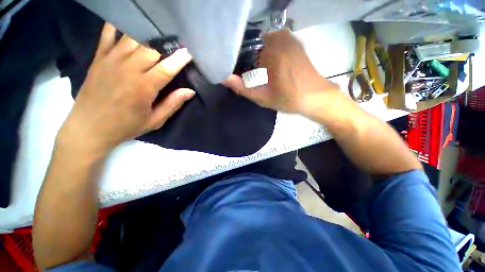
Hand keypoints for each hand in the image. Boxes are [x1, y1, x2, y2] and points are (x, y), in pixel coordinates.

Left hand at [58, 23, 194, 154]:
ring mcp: (111, 61)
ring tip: (158, 35)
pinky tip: (128, 23)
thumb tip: (190, 91)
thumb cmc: (125, 126)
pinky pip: (107, 35)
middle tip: (175, 45)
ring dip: (148, 36)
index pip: (166, 68)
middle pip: (151, 49)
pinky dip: (117, 26)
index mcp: (143, 87)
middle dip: (166, 46)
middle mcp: (128, 69)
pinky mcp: (98, 59)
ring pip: (133, 39)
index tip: (188, 53)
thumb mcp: (154, 121)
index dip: (179, 59)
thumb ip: (172, 104)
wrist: (88, 128)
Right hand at [223, 28, 339, 114]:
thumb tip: (224, 78)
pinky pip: (274, 41)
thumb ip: (243, 88)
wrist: (315, 96)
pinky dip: (268, 50)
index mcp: (272, 53)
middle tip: (252, 75)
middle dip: (249, 59)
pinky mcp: (294, 41)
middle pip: (253, 45)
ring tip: (261, 70)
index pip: (245, 51)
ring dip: (259, 54)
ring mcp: (289, 38)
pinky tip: (271, 64)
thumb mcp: (263, 98)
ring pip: (263, 42)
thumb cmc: (289, 99)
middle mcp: (280, 40)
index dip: (239, 62)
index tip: (241, 75)